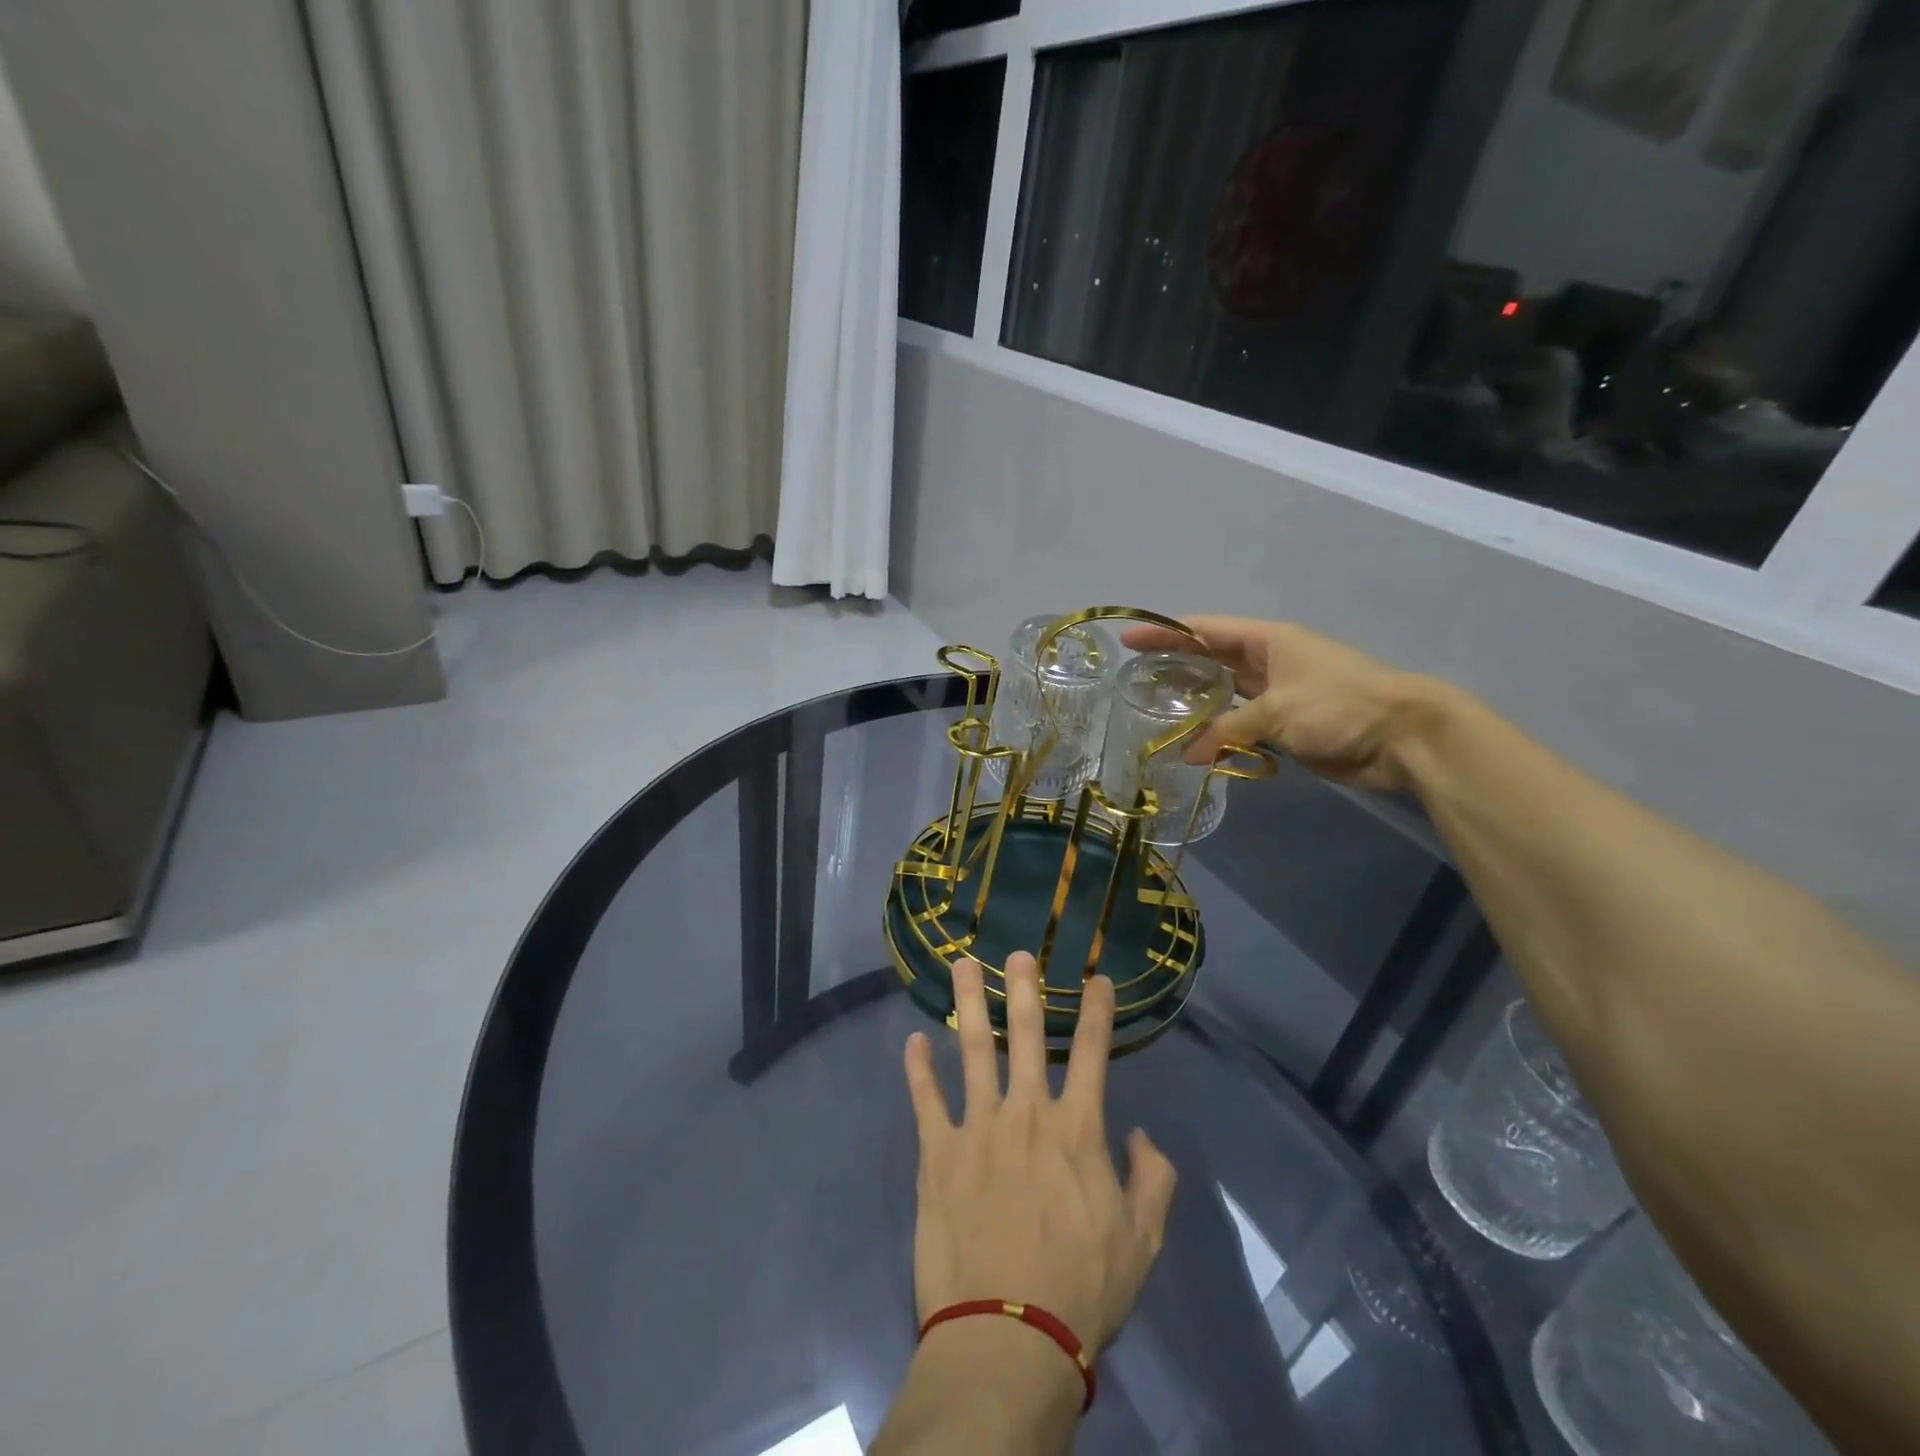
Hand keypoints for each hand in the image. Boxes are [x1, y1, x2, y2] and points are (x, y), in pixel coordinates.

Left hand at [902, 953, 1176, 1358]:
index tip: (1096, 978)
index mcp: (1077, 1130)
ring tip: (962, 966)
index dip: (1096, 1012)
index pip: (1092, 1054)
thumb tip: (1142, 1135)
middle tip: (1018, 952)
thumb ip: (1153, 1181)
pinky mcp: (938, 1154)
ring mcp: (978, 1128)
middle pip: (1025, 1035)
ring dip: (969, 1005)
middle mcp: (1026, 1114)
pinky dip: (919, 1070)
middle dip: (1024, 989)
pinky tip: (914, 1042)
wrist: (1008, 1338)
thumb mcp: (1142, 1242)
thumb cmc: (1081, 1290)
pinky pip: (926, 1101)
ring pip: (973, 1051)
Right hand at [1120, 615, 1432, 791]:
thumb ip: (1227, 728)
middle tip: (1134, 678)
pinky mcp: (1286, 725)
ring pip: (1224, 694)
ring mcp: (1278, 694)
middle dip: (1174, 665)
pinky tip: (1194, 744)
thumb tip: (1189, 754)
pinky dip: (1219, 733)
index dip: (1164, 632)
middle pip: (1210, 659)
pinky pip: (1242, 725)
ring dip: (1195, 703)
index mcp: (1267, 640)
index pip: (1204, 630)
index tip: (1128, 639)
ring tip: (1155, 711)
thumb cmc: (1339, 705)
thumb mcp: (1277, 710)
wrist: (1402, 737)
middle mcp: (1268, 662)